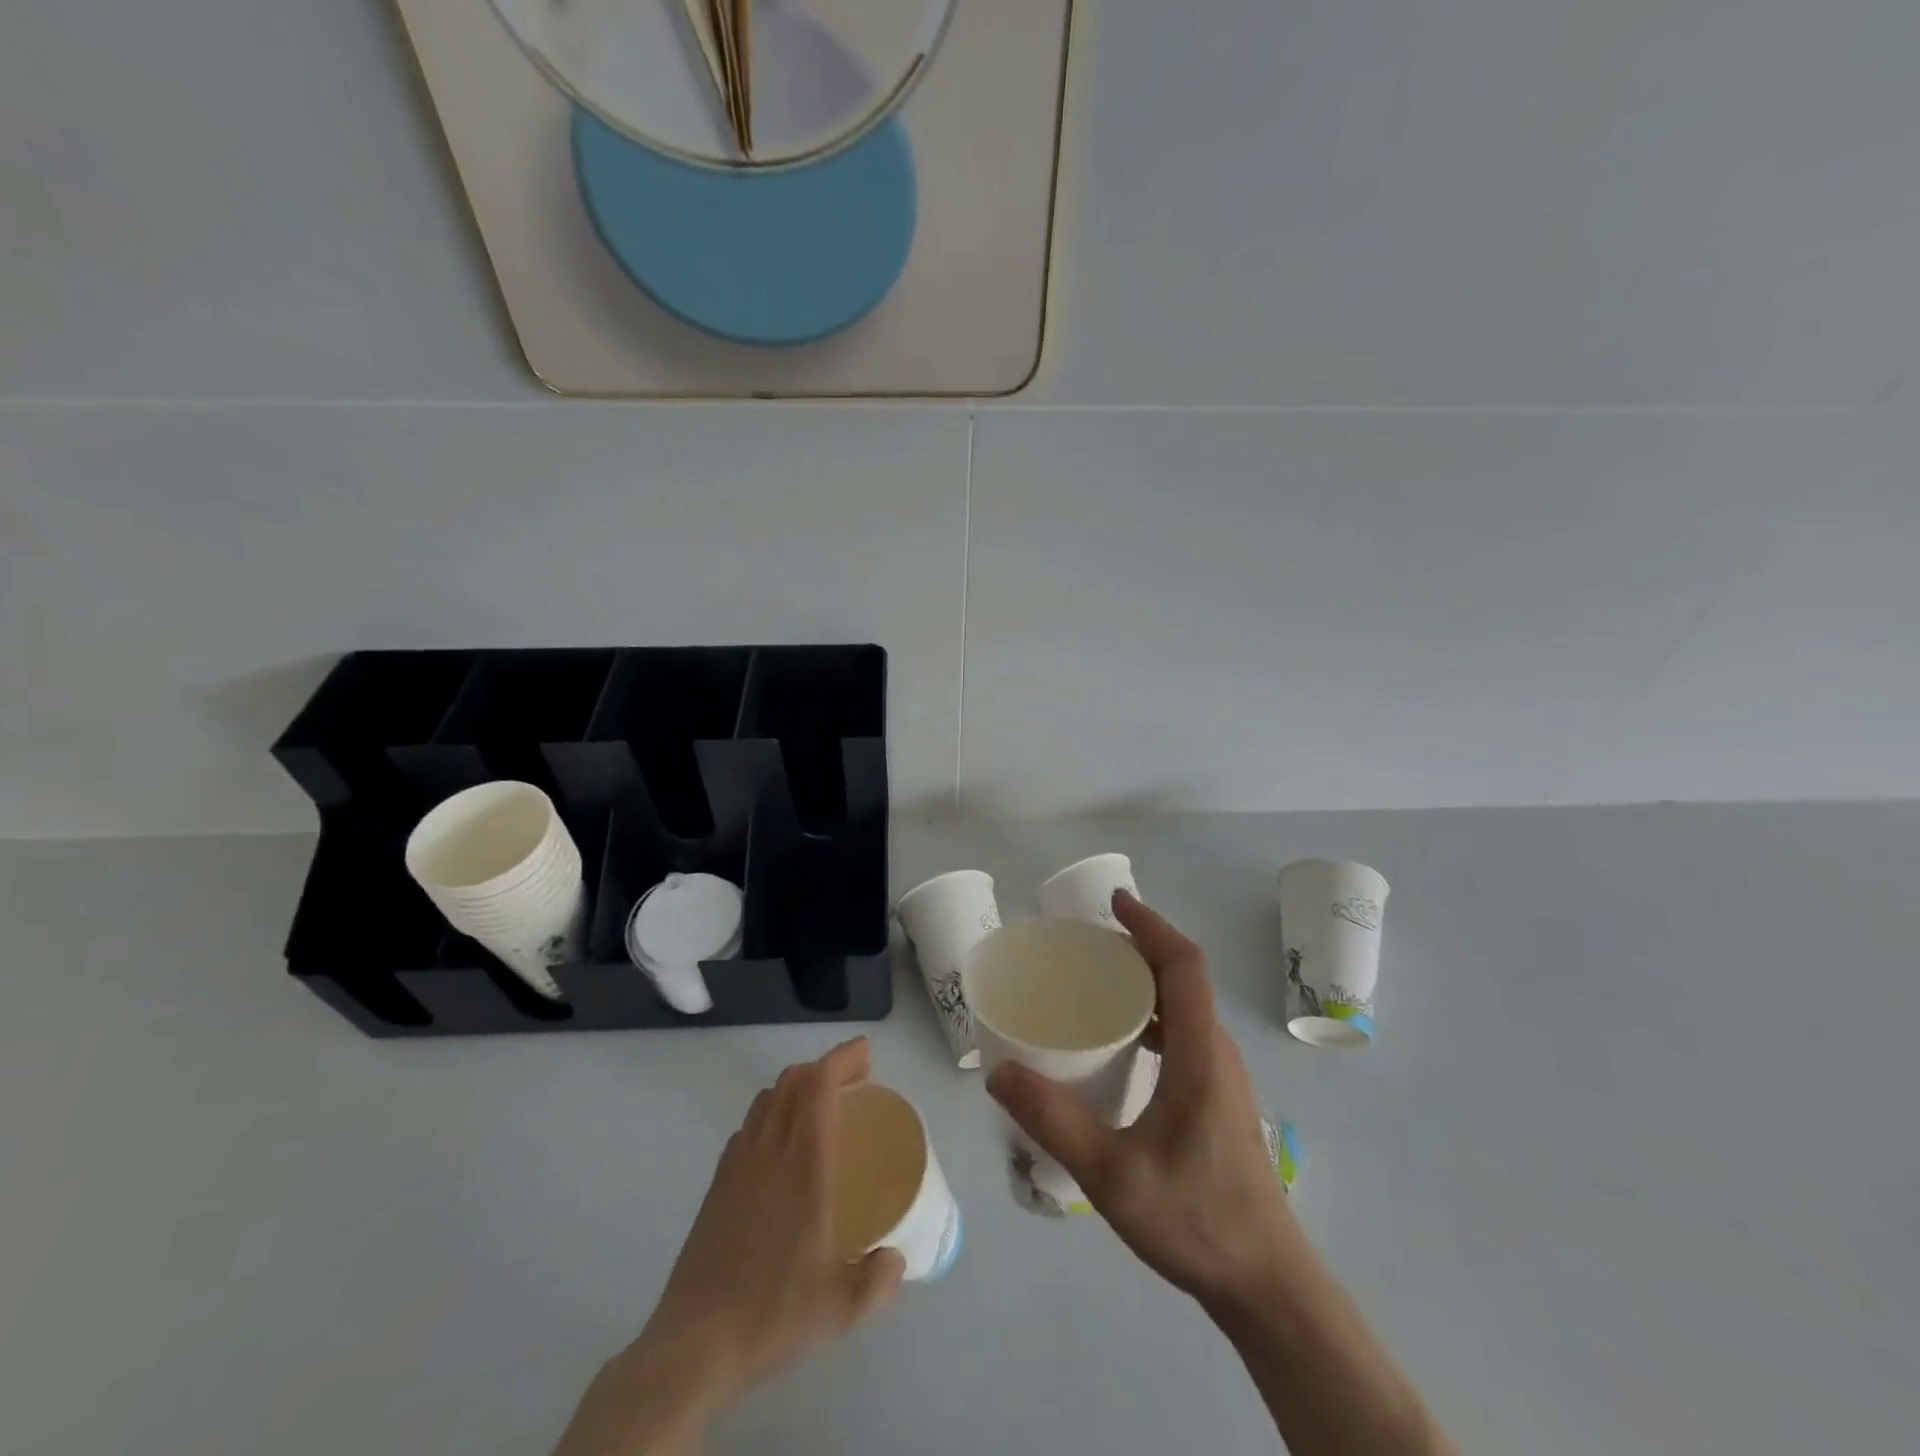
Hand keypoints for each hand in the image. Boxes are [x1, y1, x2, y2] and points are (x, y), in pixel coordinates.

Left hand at [555, 1038, 904, 1455]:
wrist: (693, 1346)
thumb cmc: (772, 1315)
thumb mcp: (840, 1308)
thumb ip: (878, 1280)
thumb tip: (896, 1260)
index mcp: (803, 1163)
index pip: (819, 1084)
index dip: (843, 1058)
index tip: (866, 1053)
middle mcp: (769, 1150)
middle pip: (793, 1080)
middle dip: (826, 1067)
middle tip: (856, 1081)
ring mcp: (737, 1164)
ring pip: (767, 1098)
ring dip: (798, 1087)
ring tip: (822, 1107)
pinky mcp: (717, 1184)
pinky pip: (748, 1126)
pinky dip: (771, 1114)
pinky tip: (781, 1146)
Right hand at [988, 892, 1296, 1310]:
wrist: (1265, 1284)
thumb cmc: (1195, 1220)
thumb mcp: (1112, 1176)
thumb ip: (1053, 1122)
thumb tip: (998, 1074)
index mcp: (1200, 1054)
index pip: (1183, 966)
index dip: (1151, 926)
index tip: (1114, 902)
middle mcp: (1217, 1053)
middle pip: (1183, 977)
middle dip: (1139, 946)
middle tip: (1086, 943)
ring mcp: (1222, 1076)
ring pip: (1184, 1005)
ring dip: (1145, 980)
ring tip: (1093, 982)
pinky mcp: (1217, 1097)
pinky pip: (1183, 1032)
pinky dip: (1150, 1013)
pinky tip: (1117, 1042)